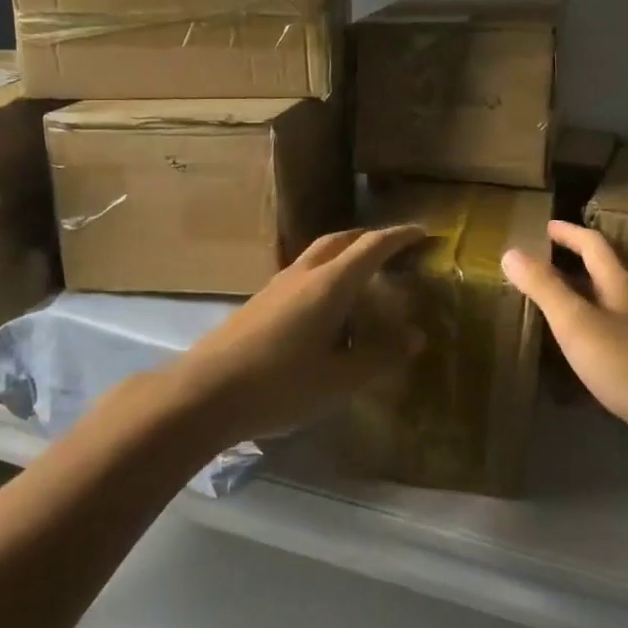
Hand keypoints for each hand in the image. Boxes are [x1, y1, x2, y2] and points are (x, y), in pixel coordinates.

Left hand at [173, 226, 427, 445]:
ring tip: (362, 278)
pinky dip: (323, 275)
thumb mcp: (339, 380)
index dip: (399, 237)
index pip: (371, 247)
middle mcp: (302, 275)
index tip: (423, 232)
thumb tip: (416, 337)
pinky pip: (300, 274)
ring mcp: (275, 286)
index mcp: (329, 285)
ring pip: (316, 255)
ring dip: (343, 254)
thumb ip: (380, 356)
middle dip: (369, 238)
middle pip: (339, 240)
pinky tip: (325, 309)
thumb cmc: (280, 386)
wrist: (204, 394)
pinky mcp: (258, 303)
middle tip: (393, 249)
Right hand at [501, 221, 627, 463]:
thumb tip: (511, 252)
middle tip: (538, 265)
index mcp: (619, 284)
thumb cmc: (623, 361)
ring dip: (576, 298)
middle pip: (600, 273)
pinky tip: (568, 350)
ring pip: (603, 305)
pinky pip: (605, 336)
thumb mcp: (576, 321)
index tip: (544, 227)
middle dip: (570, 264)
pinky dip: (583, 332)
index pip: (594, 244)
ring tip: (546, 304)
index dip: (569, 233)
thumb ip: (544, 287)